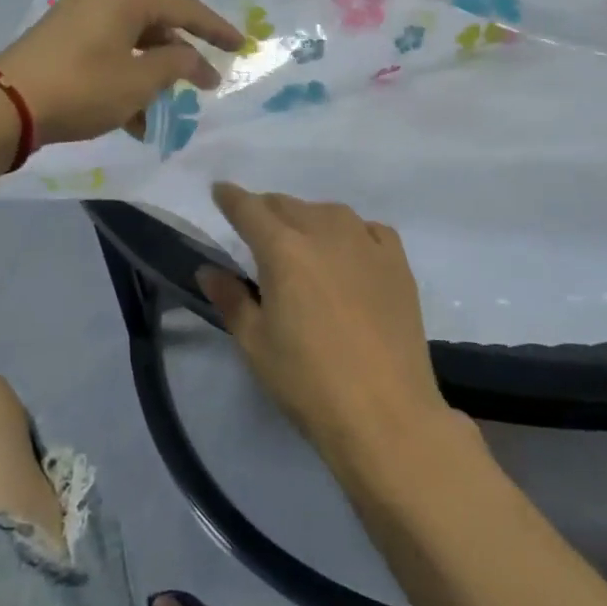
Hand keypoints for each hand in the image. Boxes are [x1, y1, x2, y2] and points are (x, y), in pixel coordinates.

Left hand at [0, 0, 242, 146]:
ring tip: (159, 115)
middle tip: (201, 86)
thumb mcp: (139, 81)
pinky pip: (104, 55)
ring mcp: (75, 18)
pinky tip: (127, 119)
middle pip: (155, 26)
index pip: (185, 10)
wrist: (4, 105)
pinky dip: (122, 81)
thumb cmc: (82, 88)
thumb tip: (192, 59)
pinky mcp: (56, 40)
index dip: (217, 30)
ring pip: (129, 46)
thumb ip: (176, 66)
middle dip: (178, 60)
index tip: (241, 47)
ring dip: (149, 78)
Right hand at [198, 184, 454, 470]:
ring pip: (329, 212)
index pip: (249, 209)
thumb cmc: (308, 382)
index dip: (231, 198)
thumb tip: (208, 270)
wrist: (386, 413)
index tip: (220, 192)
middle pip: (288, 205)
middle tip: (257, 231)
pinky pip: (369, 229)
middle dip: (266, 211)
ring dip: (307, 219)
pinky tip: (349, 253)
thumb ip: (230, 299)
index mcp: (283, 249)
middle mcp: (325, 232)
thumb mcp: (255, 344)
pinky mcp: (398, 263)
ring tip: (302, 243)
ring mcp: (367, 244)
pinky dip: (351, 232)